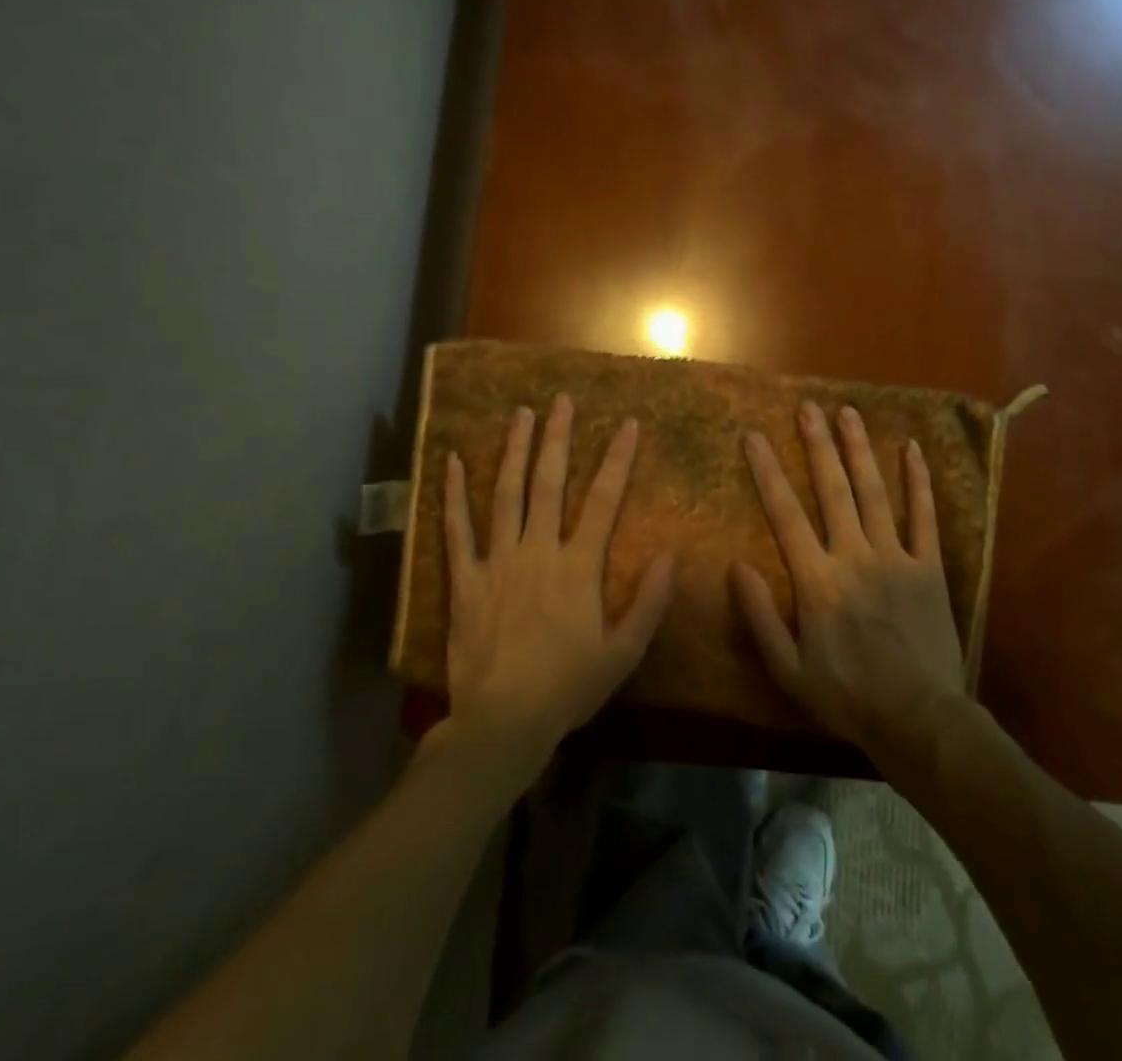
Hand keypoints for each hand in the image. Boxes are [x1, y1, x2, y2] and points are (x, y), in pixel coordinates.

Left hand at [442, 394, 674, 765]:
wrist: (503, 722)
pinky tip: (453, 461)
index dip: (617, 459)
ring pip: (506, 494)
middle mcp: (538, 550)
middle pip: (549, 483)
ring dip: (514, 451)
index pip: (604, 500)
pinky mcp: (465, 579)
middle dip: (557, 438)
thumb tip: (669, 554)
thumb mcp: (624, 653)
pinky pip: (457, 529)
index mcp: (578, 566)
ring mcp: (497, 561)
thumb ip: (649, 603)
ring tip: (520, 414)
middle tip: (560, 400)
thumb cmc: (568, 688)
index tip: (627, 423)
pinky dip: (454, 494)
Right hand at [731, 401, 966, 756]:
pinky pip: (924, 516)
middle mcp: (854, 556)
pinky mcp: (929, 567)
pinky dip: (918, 482)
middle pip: (833, 490)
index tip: (755, 436)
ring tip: (848, 413)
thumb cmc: (847, 696)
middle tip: (808, 407)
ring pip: (874, 492)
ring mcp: (896, 557)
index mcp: (817, 580)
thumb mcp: (788, 670)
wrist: (919, 720)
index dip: (768, 471)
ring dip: (859, 450)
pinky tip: (912, 450)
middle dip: (817, 445)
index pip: (786, 514)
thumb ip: (760, 616)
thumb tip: (736, 566)